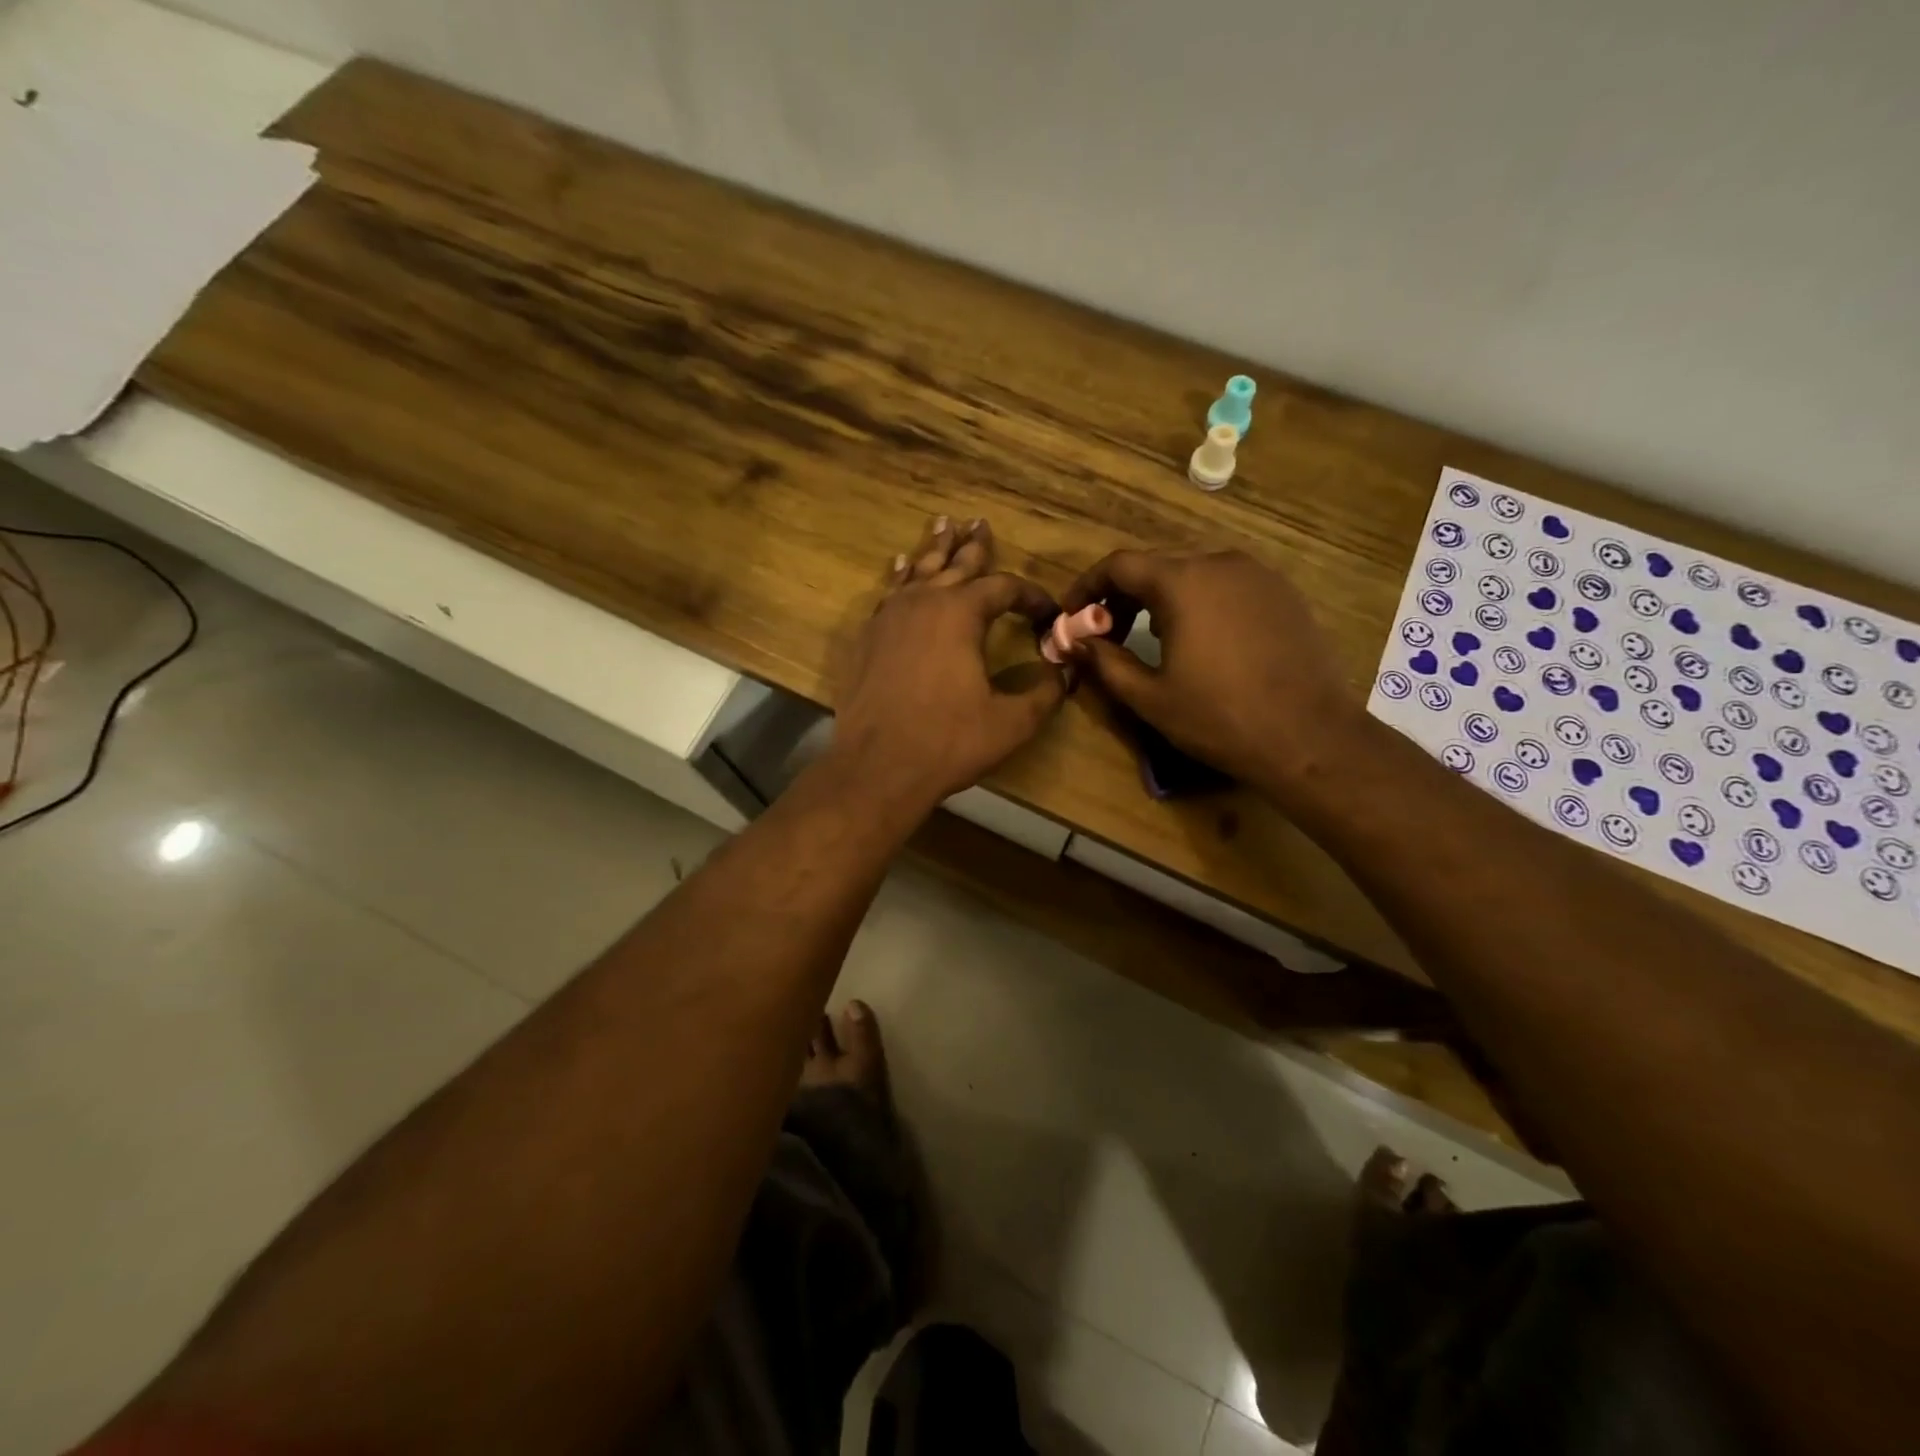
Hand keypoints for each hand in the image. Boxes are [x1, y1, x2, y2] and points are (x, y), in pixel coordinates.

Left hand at [831, 516, 1066, 809]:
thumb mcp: (1011, 723)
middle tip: (980, 523)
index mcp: (960, 614)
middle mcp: (922, 603)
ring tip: (943, 526)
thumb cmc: (947, 742)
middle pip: (954, 564)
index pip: (1003, 588)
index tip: (1048, 611)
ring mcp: (888, 617)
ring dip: (934, 550)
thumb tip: (1066, 672)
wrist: (876, 767)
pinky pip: (890, 594)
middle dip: (973, 546)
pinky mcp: (867, 638)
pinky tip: (902, 570)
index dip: (1030, 596)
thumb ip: (1044, 694)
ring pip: (918, 572)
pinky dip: (902, 577)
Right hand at [1058, 548, 1367, 802]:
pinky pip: (1227, 585)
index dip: (1087, 587)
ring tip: (1151, 639)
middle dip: (1123, 595)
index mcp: (1182, 582)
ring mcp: (1258, 575)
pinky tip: (1201, 641)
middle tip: (1107, 634)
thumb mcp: (1149, 696)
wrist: (1310, 737)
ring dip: (1161, 599)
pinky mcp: (1283, 593)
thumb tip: (1071, 641)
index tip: (1073, 616)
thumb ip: (1103, 661)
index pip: (1119, 565)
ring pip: (1193, 573)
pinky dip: (1200, 602)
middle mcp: (1220, 563)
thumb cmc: (1219, 717)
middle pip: (1156, 566)